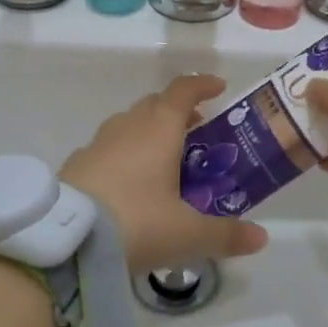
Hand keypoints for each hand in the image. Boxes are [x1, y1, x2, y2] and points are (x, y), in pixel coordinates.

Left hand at [62, 76, 269, 275]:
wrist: (65, 241)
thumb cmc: (137, 223)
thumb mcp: (187, 235)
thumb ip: (226, 235)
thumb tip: (261, 238)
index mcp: (158, 130)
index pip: (183, 91)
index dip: (202, 85)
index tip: (219, 88)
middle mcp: (127, 127)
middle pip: (154, 104)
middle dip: (177, 111)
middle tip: (196, 132)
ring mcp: (96, 144)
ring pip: (127, 124)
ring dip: (147, 132)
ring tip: (162, 160)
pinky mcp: (75, 165)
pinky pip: (106, 149)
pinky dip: (122, 155)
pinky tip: (126, 184)